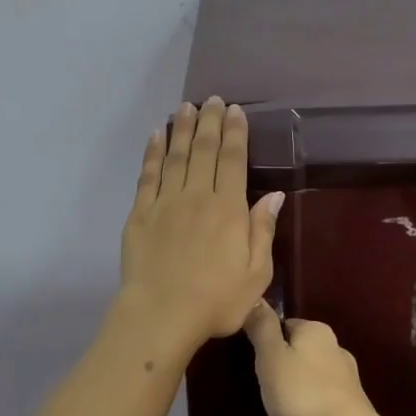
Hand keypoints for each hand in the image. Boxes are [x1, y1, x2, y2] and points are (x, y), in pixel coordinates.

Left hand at [119, 97, 282, 350]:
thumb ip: (263, 231)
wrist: (161, 316)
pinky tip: (155, 135)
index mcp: (229, 209)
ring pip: (176, 156)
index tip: (235, 110)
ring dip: (181, 128)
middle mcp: (198, 196)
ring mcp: (166, 202)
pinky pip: (148, 174)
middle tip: (212, 99)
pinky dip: (153, 152)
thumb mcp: (256, 274)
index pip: (234, 160)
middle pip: (204, 150)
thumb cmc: (216, 301)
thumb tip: (275, 195)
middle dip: (209, 121)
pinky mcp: (140, 213)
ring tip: (185, 107)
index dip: (235, 132)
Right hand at [243, 302, 379, 415]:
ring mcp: (347, 377)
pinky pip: (323, 396)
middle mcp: (335, 347)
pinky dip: (311, 403)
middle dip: (283, 364)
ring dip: (298, 385)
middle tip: (264, 386)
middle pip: (299, 349)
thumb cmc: (302, 395)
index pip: (284, 324)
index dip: (266, 341)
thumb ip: (262, 328)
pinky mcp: (352, 404)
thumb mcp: (271, 358)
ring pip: (312, 373)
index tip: (255, 363)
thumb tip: (256, 299)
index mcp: (316, 330)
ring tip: (281, 405)